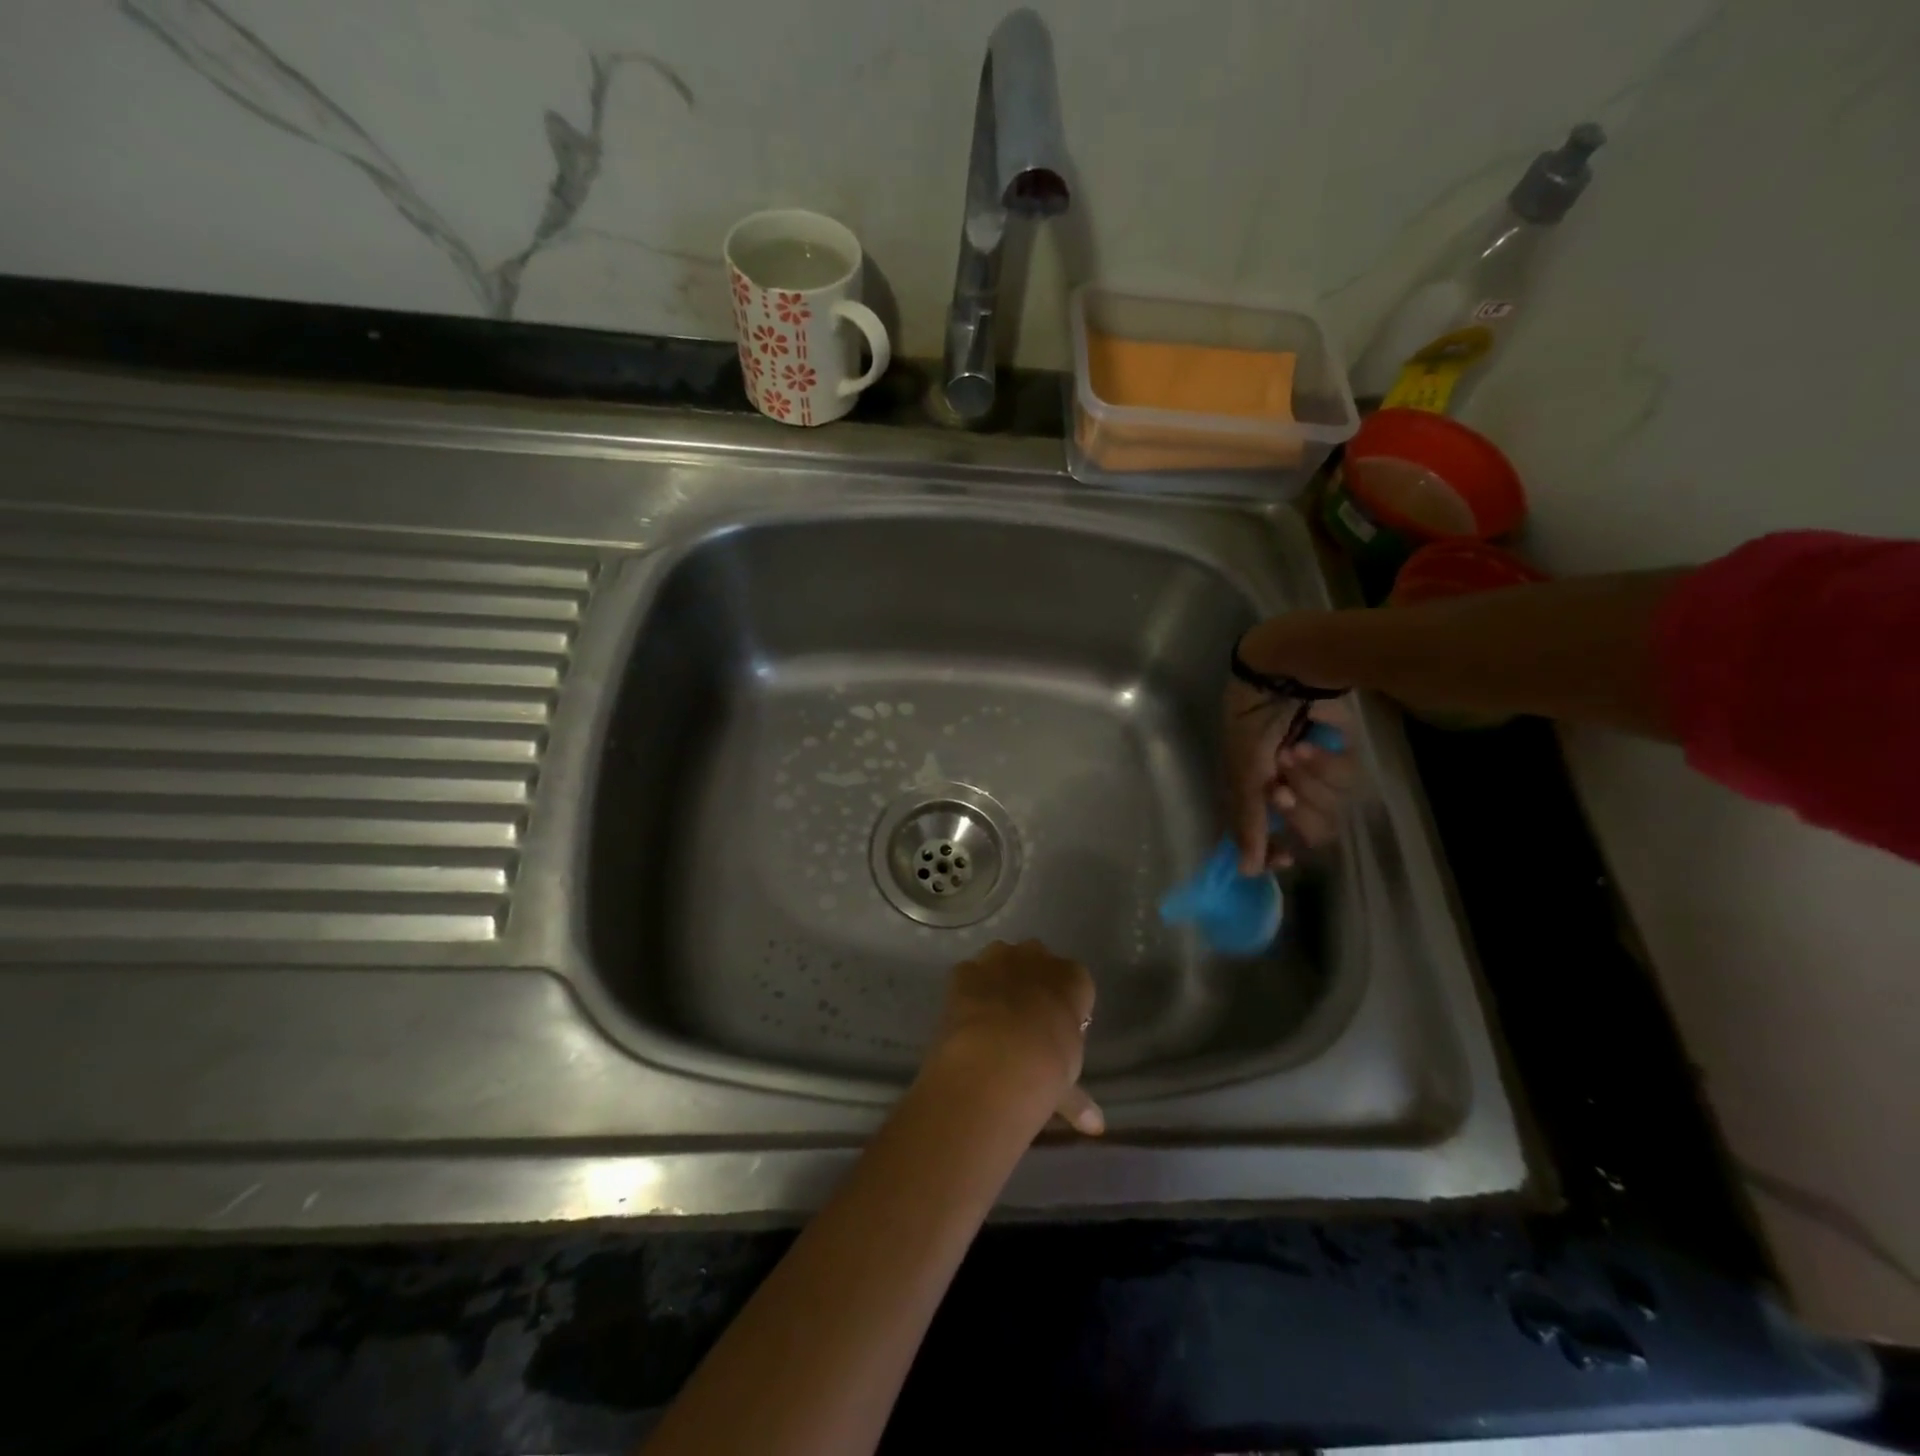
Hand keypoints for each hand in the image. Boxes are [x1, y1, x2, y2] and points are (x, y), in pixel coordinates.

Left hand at [929, 940, 1102, 1136]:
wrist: (997, 1060)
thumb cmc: (1047, 1070)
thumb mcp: (1067, 1087)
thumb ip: (1078, 1099)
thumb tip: (1095, 1126)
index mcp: (1074, 980)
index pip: (1076, 981)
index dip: (1065, 1001)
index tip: (1058, 1024)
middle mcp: (1038, 959)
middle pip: (1038, 960)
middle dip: (1032, 980)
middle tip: (1025, 1015)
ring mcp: (999, 960)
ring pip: (1002, 957)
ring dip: (999, 976)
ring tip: (993, 1012)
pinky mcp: (966, 970)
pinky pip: (970, 973)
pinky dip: (969, 989)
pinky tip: (966, 1015)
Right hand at [1225, 682, 1356, 874]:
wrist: (1282, 674)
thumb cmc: (1251, 724)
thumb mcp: (1242, 772)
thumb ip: (1247, 821)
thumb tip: (1246, 871)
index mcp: (1254, 797)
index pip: (1268, 841)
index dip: (1275, 851)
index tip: (1285, 857)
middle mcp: (1287, 791)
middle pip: (1306, 827)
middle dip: (1296, 804)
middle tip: (1282, 786)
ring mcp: (1315, 776)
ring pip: (1330, 805)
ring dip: (1310, 778)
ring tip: (1295, 750)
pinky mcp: (1340, 758)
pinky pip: (1347, 780)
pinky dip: (1328, 760)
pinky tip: (1314, 742)